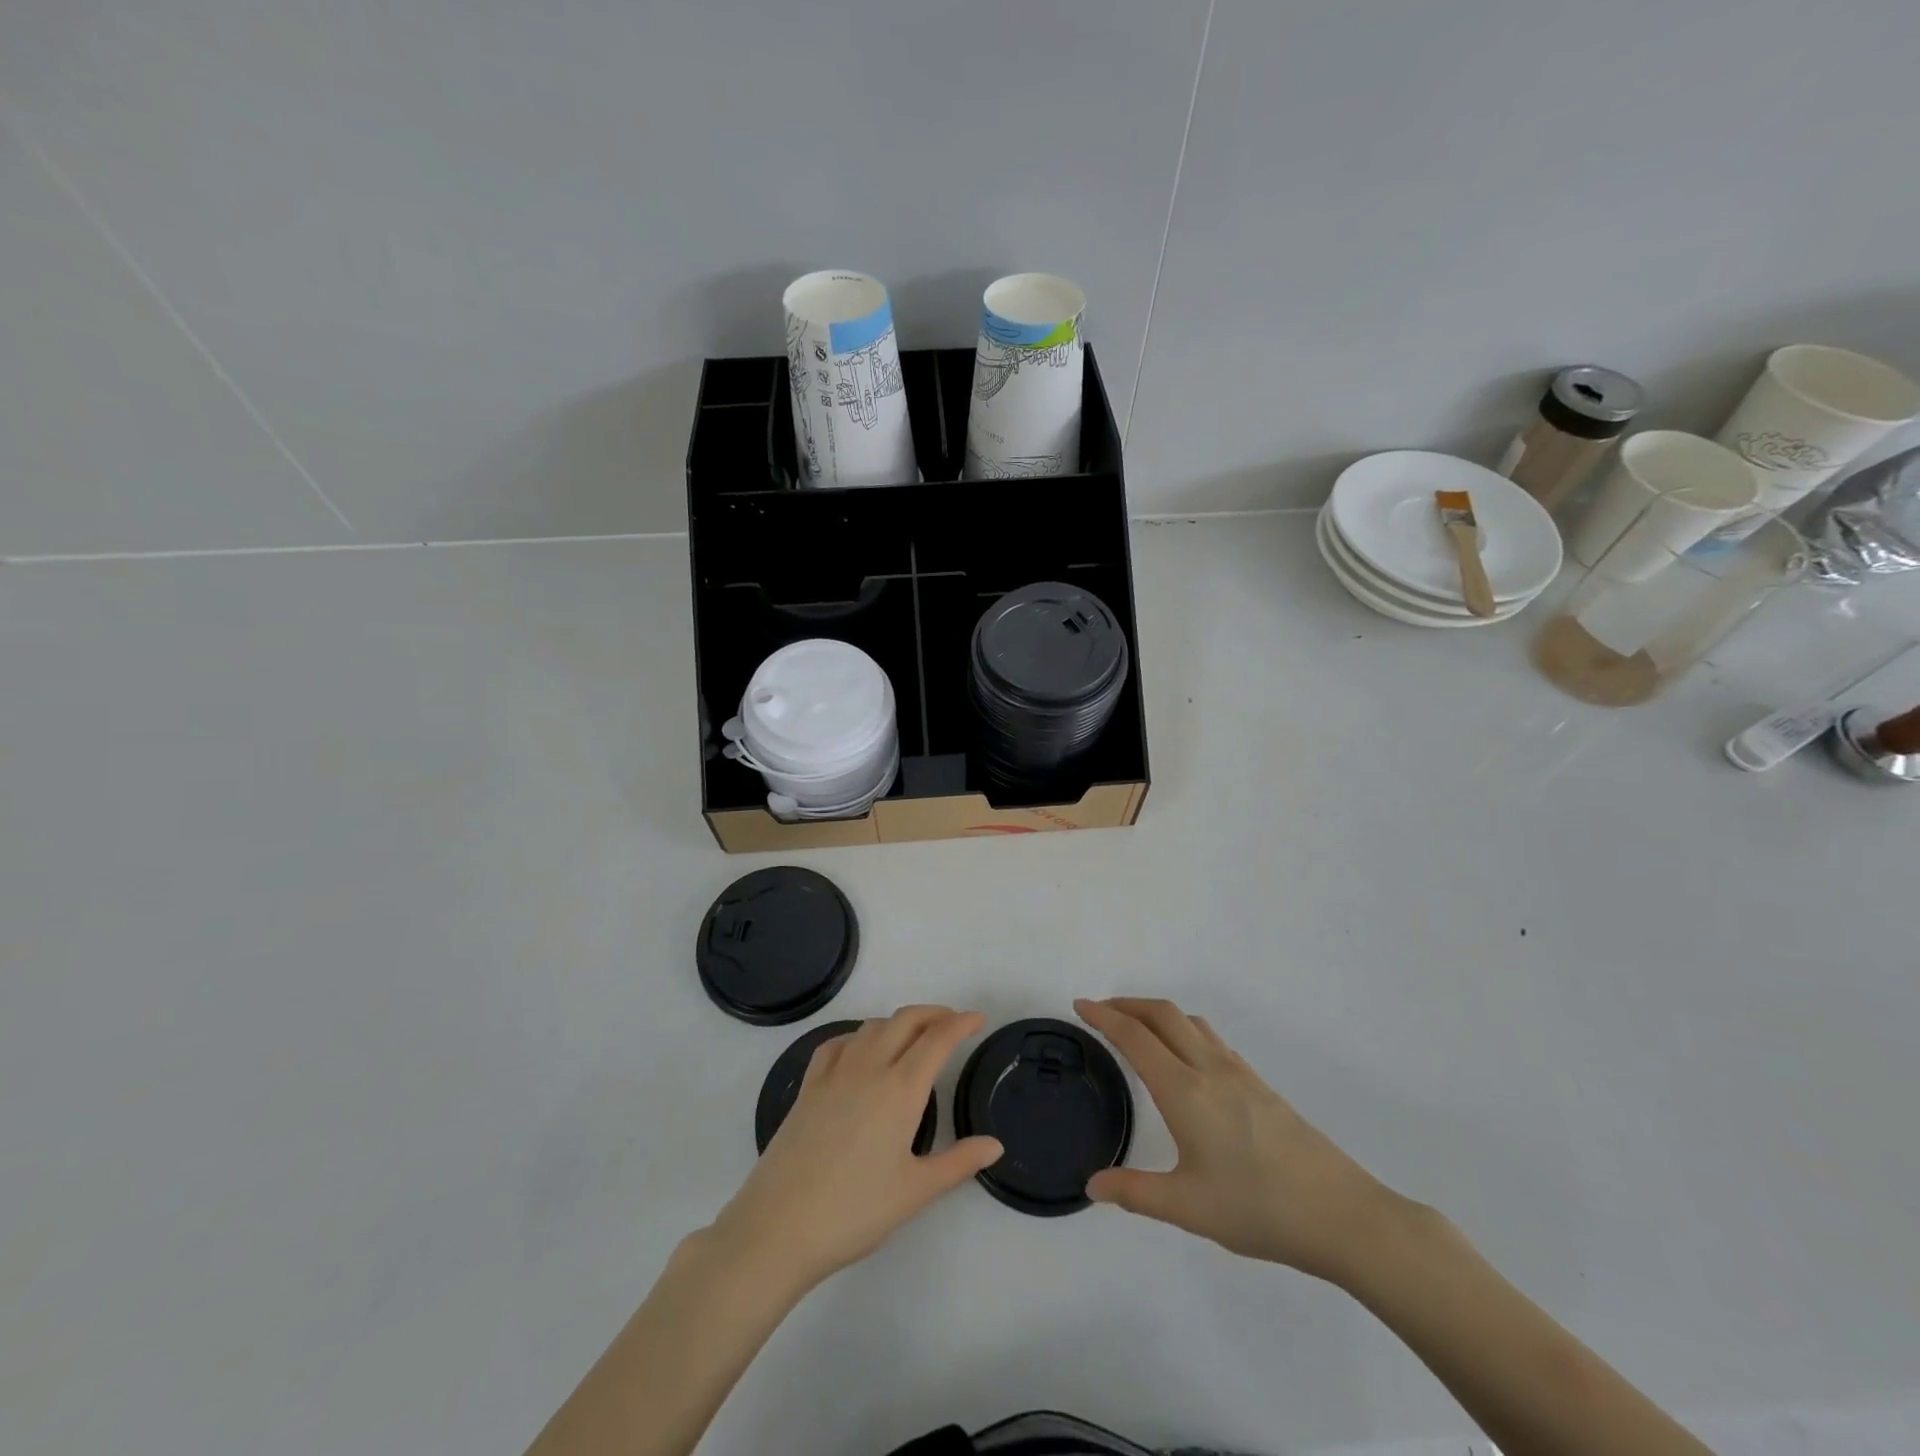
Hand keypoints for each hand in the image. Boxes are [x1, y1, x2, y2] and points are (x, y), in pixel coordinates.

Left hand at [709, 1006, 1002, 1292]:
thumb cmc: (854, 1211)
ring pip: (872, 1026)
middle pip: (905, 1020)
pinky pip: (837, 1044)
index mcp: (901, 1089)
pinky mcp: (808, 1086)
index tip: (978, 1019)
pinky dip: (858, 1036)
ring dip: (898, 1022)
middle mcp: (869, 1068)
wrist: (778, 1227)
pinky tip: (860, 1052)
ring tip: (913, 1037)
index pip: (937, 1039)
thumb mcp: (915, 1191)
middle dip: (933, 1014)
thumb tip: (995, 1145)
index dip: (961, 1023)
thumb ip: (959, 1162)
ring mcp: (834, 1074)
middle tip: (952, 1023)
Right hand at [1076, 998, 1399, 1281]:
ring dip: (1158, 1013)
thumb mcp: (1187, 1208)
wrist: (1341, 1214)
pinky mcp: (1261, 1085)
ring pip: (1191, 1022)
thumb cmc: (1258, 1209)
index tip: (1080, 1005)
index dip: (1104, 1016)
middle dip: (1128, 1004)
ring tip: (1139, 1027)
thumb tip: (1091, 1186)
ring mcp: (1240, 1073)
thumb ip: (1134, 1192)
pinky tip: (1187, 1059)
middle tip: (1101, 1010)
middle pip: (1163, 1014)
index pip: (1135, 1038)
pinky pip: (1212, 1039)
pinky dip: (1185, 1030)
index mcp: (1185, 1091)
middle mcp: (1209, 1069)